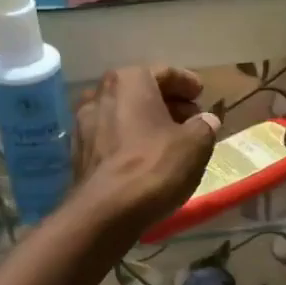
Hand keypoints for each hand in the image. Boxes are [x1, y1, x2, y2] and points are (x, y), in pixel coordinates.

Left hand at [73, 67, 219, 231]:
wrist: (105, 212)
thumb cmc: (153, 167)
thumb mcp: (194, 145)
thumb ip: (204, 126)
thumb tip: (207, 120)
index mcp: (129, 81)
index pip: (164, 72)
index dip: (187, 83)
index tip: (201, 94)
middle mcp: (100, 94)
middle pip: (140, 91)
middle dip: (167, 102)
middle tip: (191, 118)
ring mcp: (84, 122)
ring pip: (123, 113)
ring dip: (147, 121)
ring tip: (171, 139)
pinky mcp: (78, 151)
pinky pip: (111, 135)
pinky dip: (130, 139)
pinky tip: (146, 157)